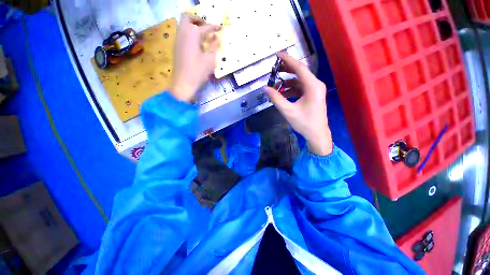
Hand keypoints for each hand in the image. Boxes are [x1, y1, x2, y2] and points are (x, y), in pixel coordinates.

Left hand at [171, 13, 220, 101]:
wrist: (184, 84)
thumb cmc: (199, 72)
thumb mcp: (210, 60)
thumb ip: (213, 46)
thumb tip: (215, 37)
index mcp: (192, 35)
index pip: (205, 27)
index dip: (214, 27)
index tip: (220, 28)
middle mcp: (182, 33)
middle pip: (187, 18)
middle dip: (198, 20)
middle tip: (207, 27)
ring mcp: (178, 41)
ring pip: (183, 25)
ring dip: (193, 26)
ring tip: (203, 36)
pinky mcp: (176, 48)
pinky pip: (182, 34)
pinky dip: (190, 34)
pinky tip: (197, 44)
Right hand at [265, 52, 332, 155]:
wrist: (317, 134)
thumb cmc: (304, 123)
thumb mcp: (288, 111)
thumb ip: (276, 99)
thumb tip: (266, 88)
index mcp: (312, 86)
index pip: (299, 68)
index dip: (288, 60)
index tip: (277, 54)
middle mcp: (315, 85)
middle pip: (300, 73)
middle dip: (286, 70)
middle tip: (274, 68)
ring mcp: (315, 90)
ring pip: (299, 81)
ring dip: (287, 82)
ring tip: (275, 84)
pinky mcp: (313, 96)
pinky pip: (300, 88)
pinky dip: (291, 89)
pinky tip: (282, 94)